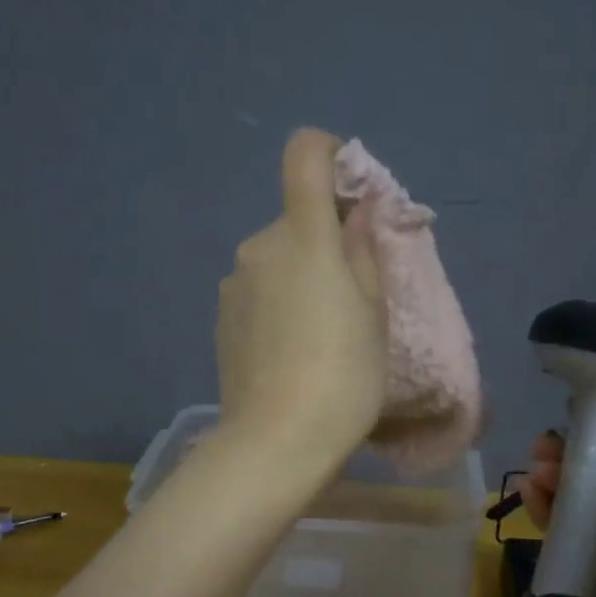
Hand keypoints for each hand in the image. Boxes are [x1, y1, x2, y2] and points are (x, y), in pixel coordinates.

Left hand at [215, 129, 388, 482]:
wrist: (276, 443)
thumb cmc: (343, 375)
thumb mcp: (374, 312)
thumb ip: (364, 250)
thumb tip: (357, 212)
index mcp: (302, 236)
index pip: (304, 154)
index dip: (331, 154)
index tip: (354, 193)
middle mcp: (258, 247)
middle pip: (297, 220)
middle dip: (327, 242)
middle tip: (354, 297)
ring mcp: (233, 284)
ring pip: (278, 260)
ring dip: (302, 276)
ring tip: (322, 335)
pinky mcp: (221, 318)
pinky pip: (259, 291)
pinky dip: (279, 303)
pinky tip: (291, 352)